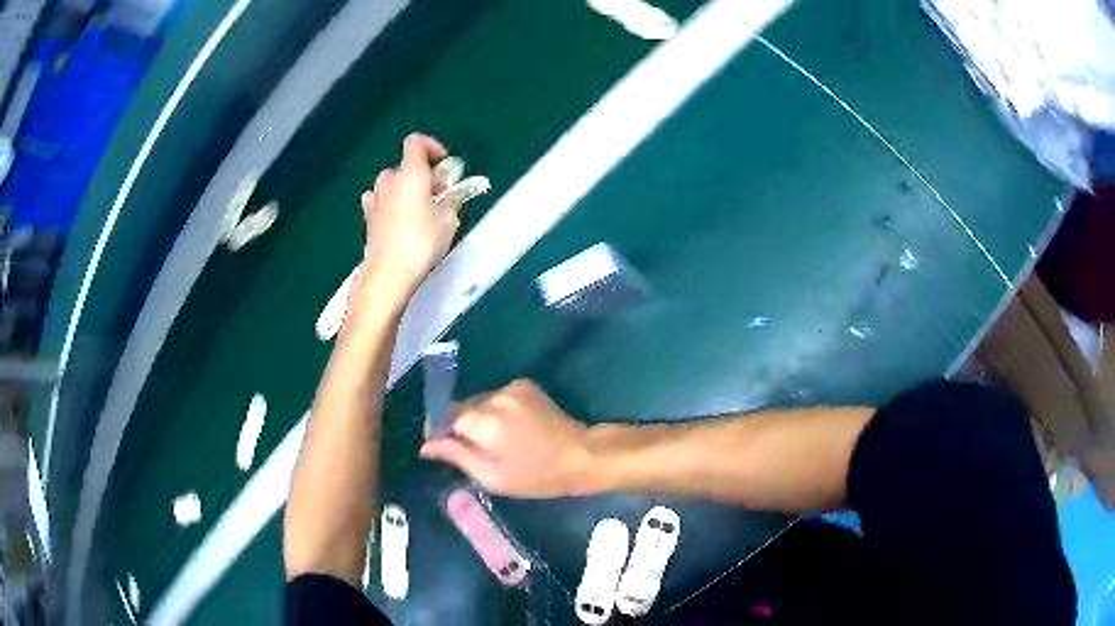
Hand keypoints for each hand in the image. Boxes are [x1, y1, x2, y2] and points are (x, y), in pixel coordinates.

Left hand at [361, 133, 462, 294]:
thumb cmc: (422, 240)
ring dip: (404, 188)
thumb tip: (453, 194)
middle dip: (422, 174)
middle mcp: (389, 181)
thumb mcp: (448, 219)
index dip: (432, 147)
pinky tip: (398, 218)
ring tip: (418, 207)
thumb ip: (452, 200)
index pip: (416, 142)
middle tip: (438, 193)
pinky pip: (379, 201)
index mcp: (410, 173)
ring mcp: (375, 200)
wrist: (389, 272)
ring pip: (390, 183)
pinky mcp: (368, 219)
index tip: (445, 165)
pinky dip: (390, 204)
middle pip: (404, 165)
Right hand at [419, 380, 591, 497]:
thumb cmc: (537, 476)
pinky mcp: (525, 385)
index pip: (446, 417)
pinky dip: (496, 411)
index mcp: (485, 422)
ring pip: (479, 402)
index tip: (440, 448)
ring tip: (494, 442)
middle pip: (462, 408)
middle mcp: (495, 397)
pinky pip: (497, 398)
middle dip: (460, 427)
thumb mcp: (492, 477)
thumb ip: (457, 456)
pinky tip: (511, 429)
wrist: (581, 455)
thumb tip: (426, 446)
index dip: (439, 432)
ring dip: (479, 419)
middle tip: (471, 451)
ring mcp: (512, 388)